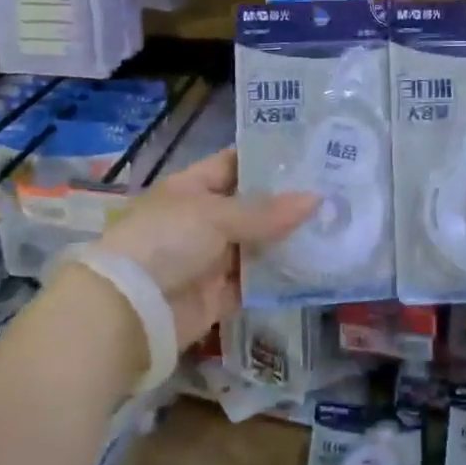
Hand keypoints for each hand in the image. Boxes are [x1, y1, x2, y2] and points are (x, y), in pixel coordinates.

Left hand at [96, 148, 315, 350]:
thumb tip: (316, 199)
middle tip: (336, 190)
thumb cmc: (167, 241)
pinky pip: (255, 281)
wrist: (129, 311)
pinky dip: (279, 276)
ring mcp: (210, 258)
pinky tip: (315, 265)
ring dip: (288, 239)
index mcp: (192, 187)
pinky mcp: (219, 295)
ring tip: (336, 224)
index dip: (269, 158)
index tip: (311, 153)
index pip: (235, 163)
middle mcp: (202, 219)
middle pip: (251, 206)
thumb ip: (267, 212)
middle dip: (287, 201)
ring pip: (257, 244)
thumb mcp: (216, 216)